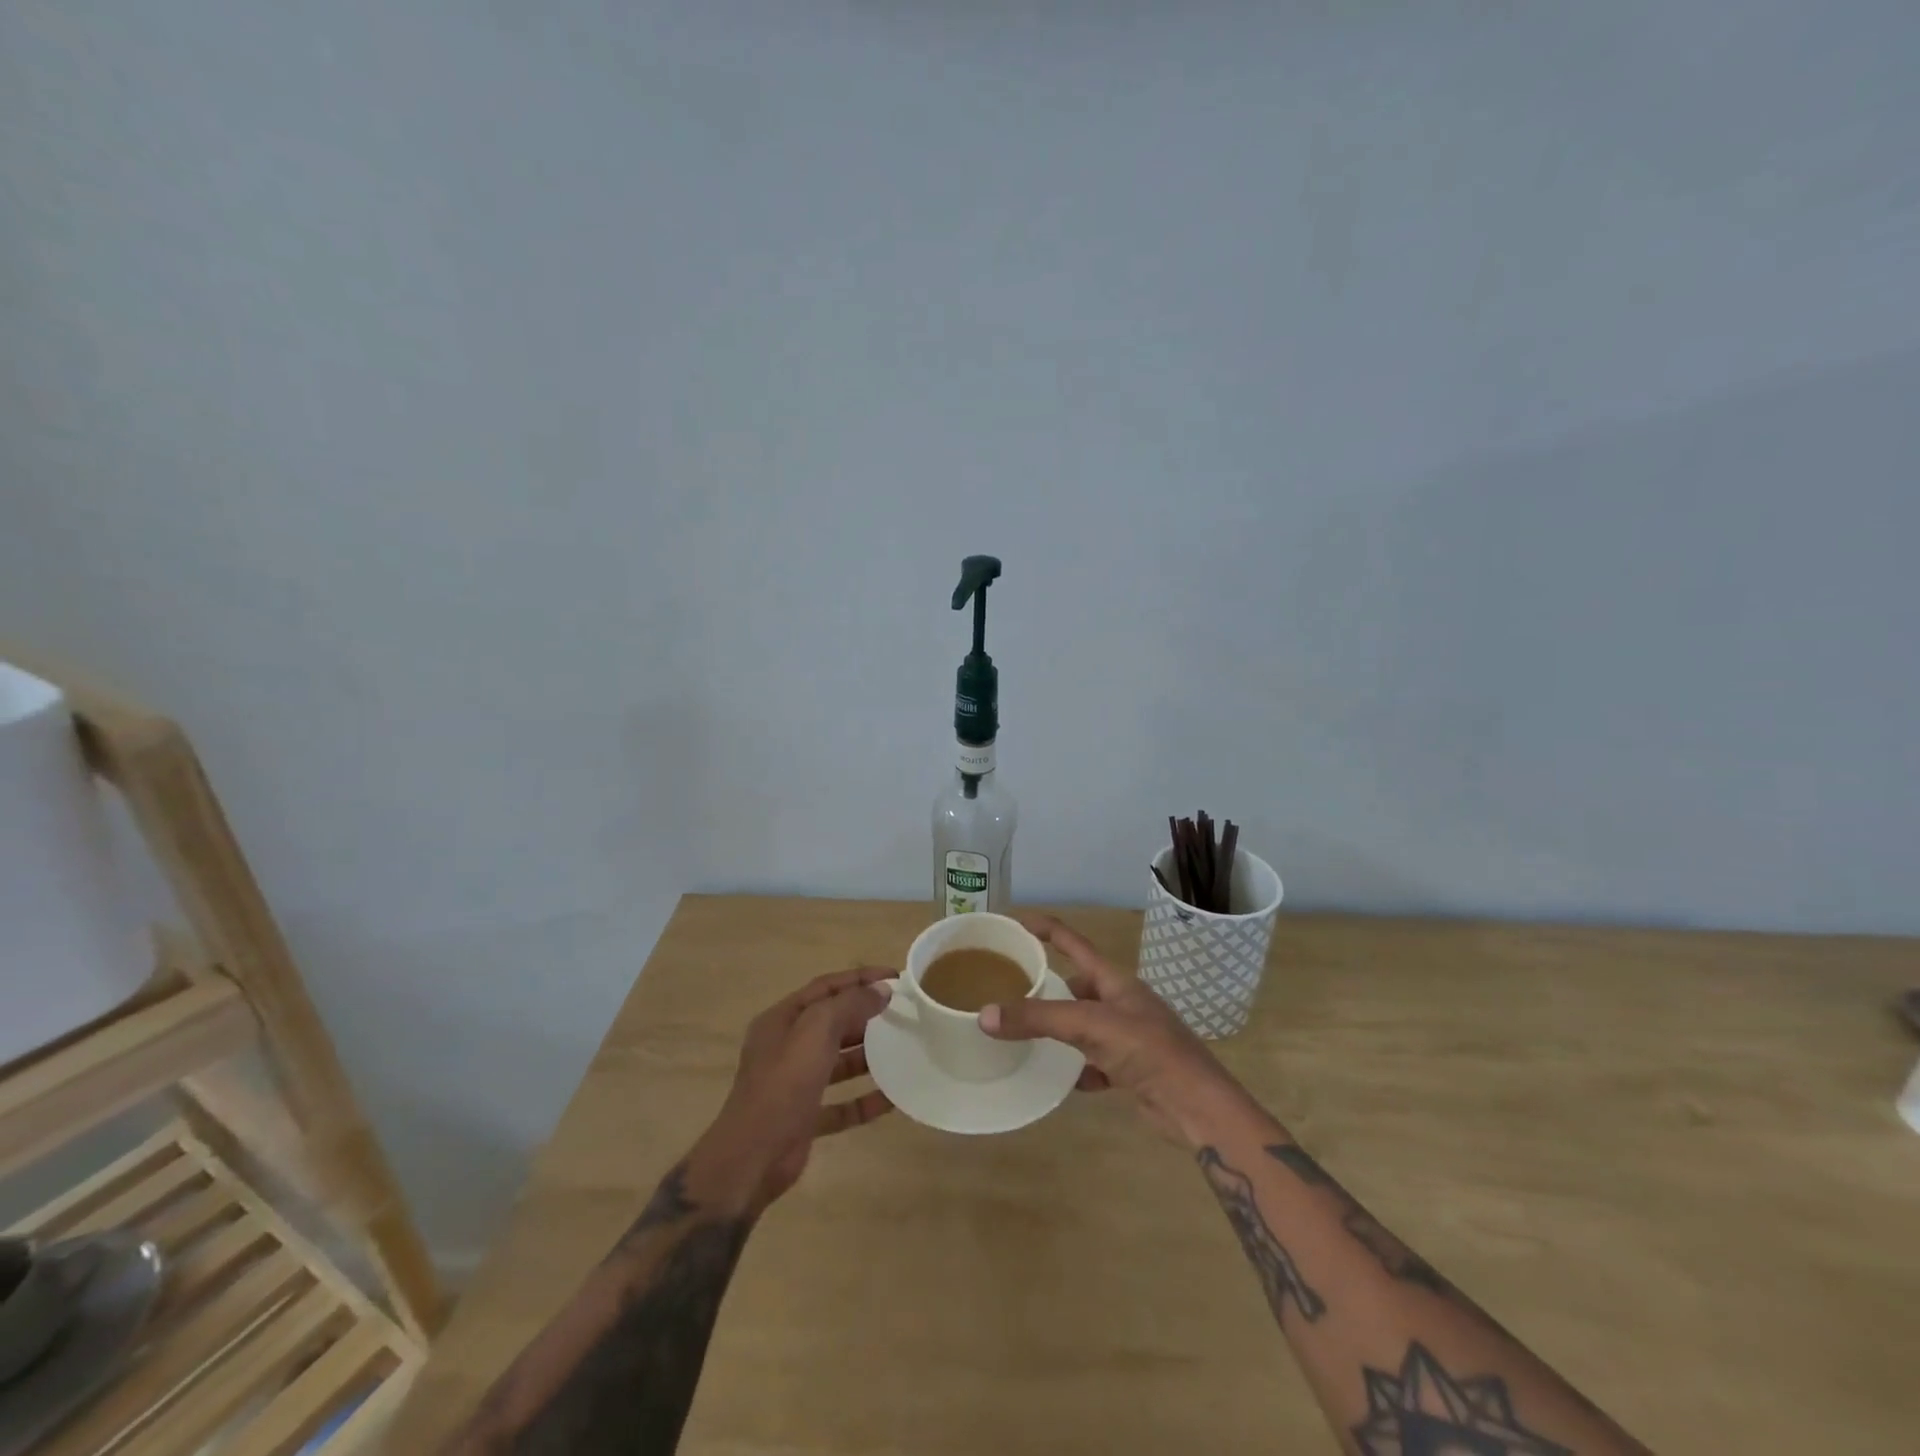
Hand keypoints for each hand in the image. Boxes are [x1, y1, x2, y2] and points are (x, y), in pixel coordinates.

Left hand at [698, 967, 894, 1214]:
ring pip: (838, 1063)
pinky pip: (842, 1104)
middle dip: (866, 1016)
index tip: (895, 977)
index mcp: (782, 1020)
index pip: (826, 987)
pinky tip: (893, 1098)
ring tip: (903, 1050)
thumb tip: (882, 990)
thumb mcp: (816, 1032)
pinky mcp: (806, 1118)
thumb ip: (849, 1005)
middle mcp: (786, 1048)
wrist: (752, 1158)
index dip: (860, 978)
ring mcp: (795, 1084)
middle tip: (903, 1014)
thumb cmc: (783, 1084)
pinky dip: (864, 1100)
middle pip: (832, 1023)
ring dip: (868, 1056)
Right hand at [980, 916, 1252, 1144]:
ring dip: (1059, 1028)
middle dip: (1047, 986)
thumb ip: (1039, 1019)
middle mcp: (1120, 1002)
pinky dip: (1077, 1068)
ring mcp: (1127, 1036)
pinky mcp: (1130, 1070)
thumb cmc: (1149, 1050)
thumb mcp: (1090, 1026)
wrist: (1197, 1107)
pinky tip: (1061, 1079)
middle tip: (1010, 989)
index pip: (1073, 942)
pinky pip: (1093, 1063)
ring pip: (1083, 1025)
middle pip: (1076, 985)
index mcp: (1114, 980)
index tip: (1014, 922)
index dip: (1045, 928)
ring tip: (1024, 1032)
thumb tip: (985, 1015)